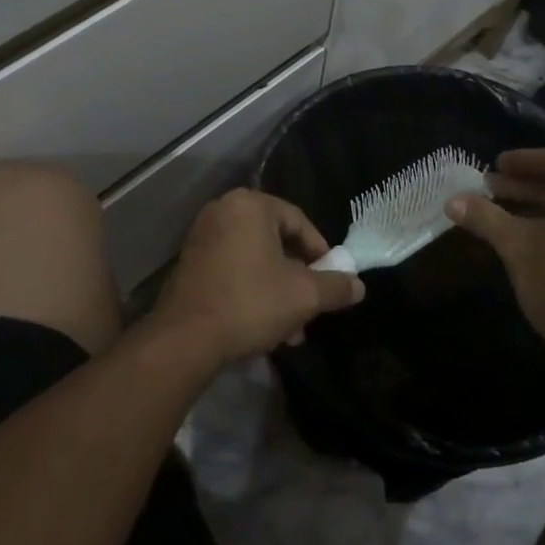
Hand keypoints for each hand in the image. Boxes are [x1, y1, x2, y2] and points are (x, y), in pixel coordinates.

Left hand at [152, 190, 365, 365]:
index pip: (298, 221)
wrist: (185, 339)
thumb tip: (359, 285)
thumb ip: (335, 286)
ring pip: (255, 259)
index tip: (332, 279)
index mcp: (251, 205)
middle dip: (298, 277)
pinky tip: (263, 327)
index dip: (321, 252)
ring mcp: (203, 236)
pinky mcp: (190, 262)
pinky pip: (233, 268)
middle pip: (275, 240)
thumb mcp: (304, 296)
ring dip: (277, 290)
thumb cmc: (250, 303)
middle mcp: (224, 210)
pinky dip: (251, 290)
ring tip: (291, 329)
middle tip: (312, 307)